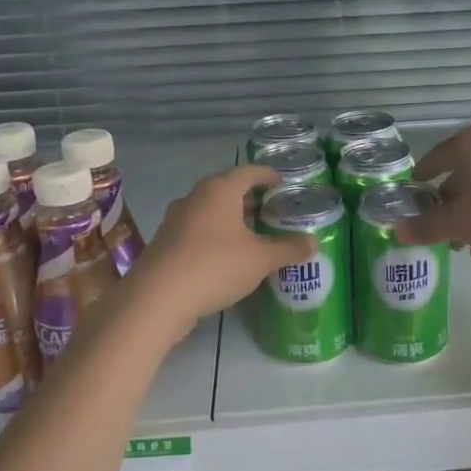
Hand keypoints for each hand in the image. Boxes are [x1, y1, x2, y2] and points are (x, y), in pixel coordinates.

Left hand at [133, 165, 314, 324]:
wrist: (157, 298)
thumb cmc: (214, 266)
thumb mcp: (260, 259)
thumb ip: (288, 249)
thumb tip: (313, 242)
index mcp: (219, 191)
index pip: (248, 172)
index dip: (268, 175)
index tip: (282, 182)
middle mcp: (195, 198)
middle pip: (227, 190)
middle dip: (250, 199)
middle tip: (272, 211)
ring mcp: (176, 220)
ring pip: (210, 211)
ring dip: (231, 219)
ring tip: (253, 234)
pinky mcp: (166, 243)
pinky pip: (197, 231)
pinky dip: (215, 236)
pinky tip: (227, 256)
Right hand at [396, 124, 470, 257]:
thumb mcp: (461, 222)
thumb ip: (427, 227)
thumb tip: (396, 230)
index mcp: (468, 144)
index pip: (433, 160)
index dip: (419, 181)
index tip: (410, 200)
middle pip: (460, 176)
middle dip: (447, 207)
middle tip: (437, 233)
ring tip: (463, 247)